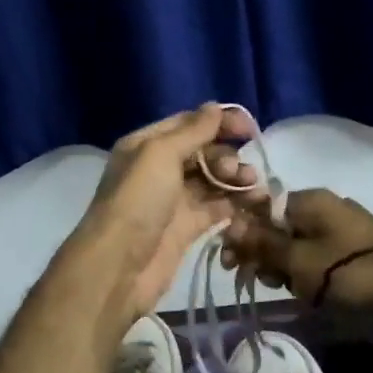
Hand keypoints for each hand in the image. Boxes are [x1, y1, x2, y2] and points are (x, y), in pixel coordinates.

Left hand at [72, 104, 262, 320]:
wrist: (119, 266)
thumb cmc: (138, 201)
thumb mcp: (160, 154)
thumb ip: (193, 130)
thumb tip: (217, 106)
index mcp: (147, 145)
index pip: (189, 124)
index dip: (220, 122)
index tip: (249, 128)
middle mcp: (159, 169)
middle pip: (203, 152)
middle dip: (227, 155)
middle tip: (238, 171)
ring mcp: (174, 200)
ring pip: (213, 181)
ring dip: (235, 179)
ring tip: (252, 187)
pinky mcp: (187, 228)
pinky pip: (216, 208)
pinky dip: (235, 204)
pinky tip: (254, 203)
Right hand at [221, 189, 372, 311]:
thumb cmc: (348, 270)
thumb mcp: (298, 260)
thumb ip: (263, 243)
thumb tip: (231, 224)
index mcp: (308, 200)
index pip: (259, 209)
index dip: (242, 235)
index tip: (232, 263)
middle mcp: (323, 206)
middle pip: (277, 227)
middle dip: (264, 254)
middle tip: (263, 281)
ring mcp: (341, 225)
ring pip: (297, 243)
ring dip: (286, 266)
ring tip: (291, 290)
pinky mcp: (354, 246)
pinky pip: (318, 254)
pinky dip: (308, 271)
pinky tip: (310, 291)